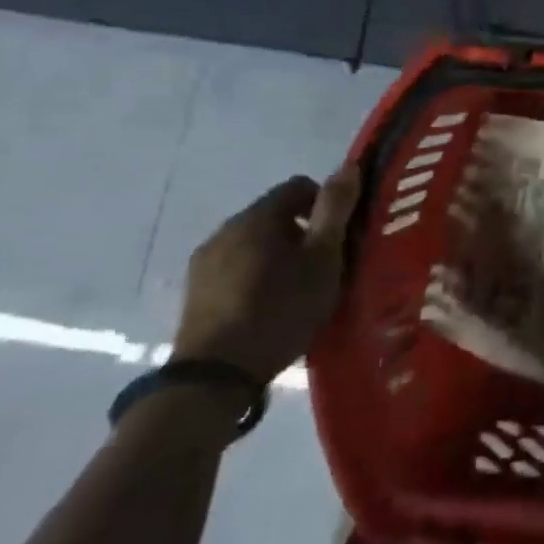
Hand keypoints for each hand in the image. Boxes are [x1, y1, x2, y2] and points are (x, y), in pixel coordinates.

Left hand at [173, 167, 360, 384]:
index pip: (298, 186)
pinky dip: (256, 275)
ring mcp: (205, 261)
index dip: (326, 205)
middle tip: (324, 267)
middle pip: (274, 214)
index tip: (340, 237)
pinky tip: (268, 306)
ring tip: (298, 289)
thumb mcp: (322, 259)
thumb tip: (348, 166)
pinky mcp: (195, 291)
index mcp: (257, 217)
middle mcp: (226, 229)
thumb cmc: (280, 310)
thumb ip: (335, 211)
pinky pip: (236, 267)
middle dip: (303, 232)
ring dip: (279, 255)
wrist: (215, 377)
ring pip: (254, 242)